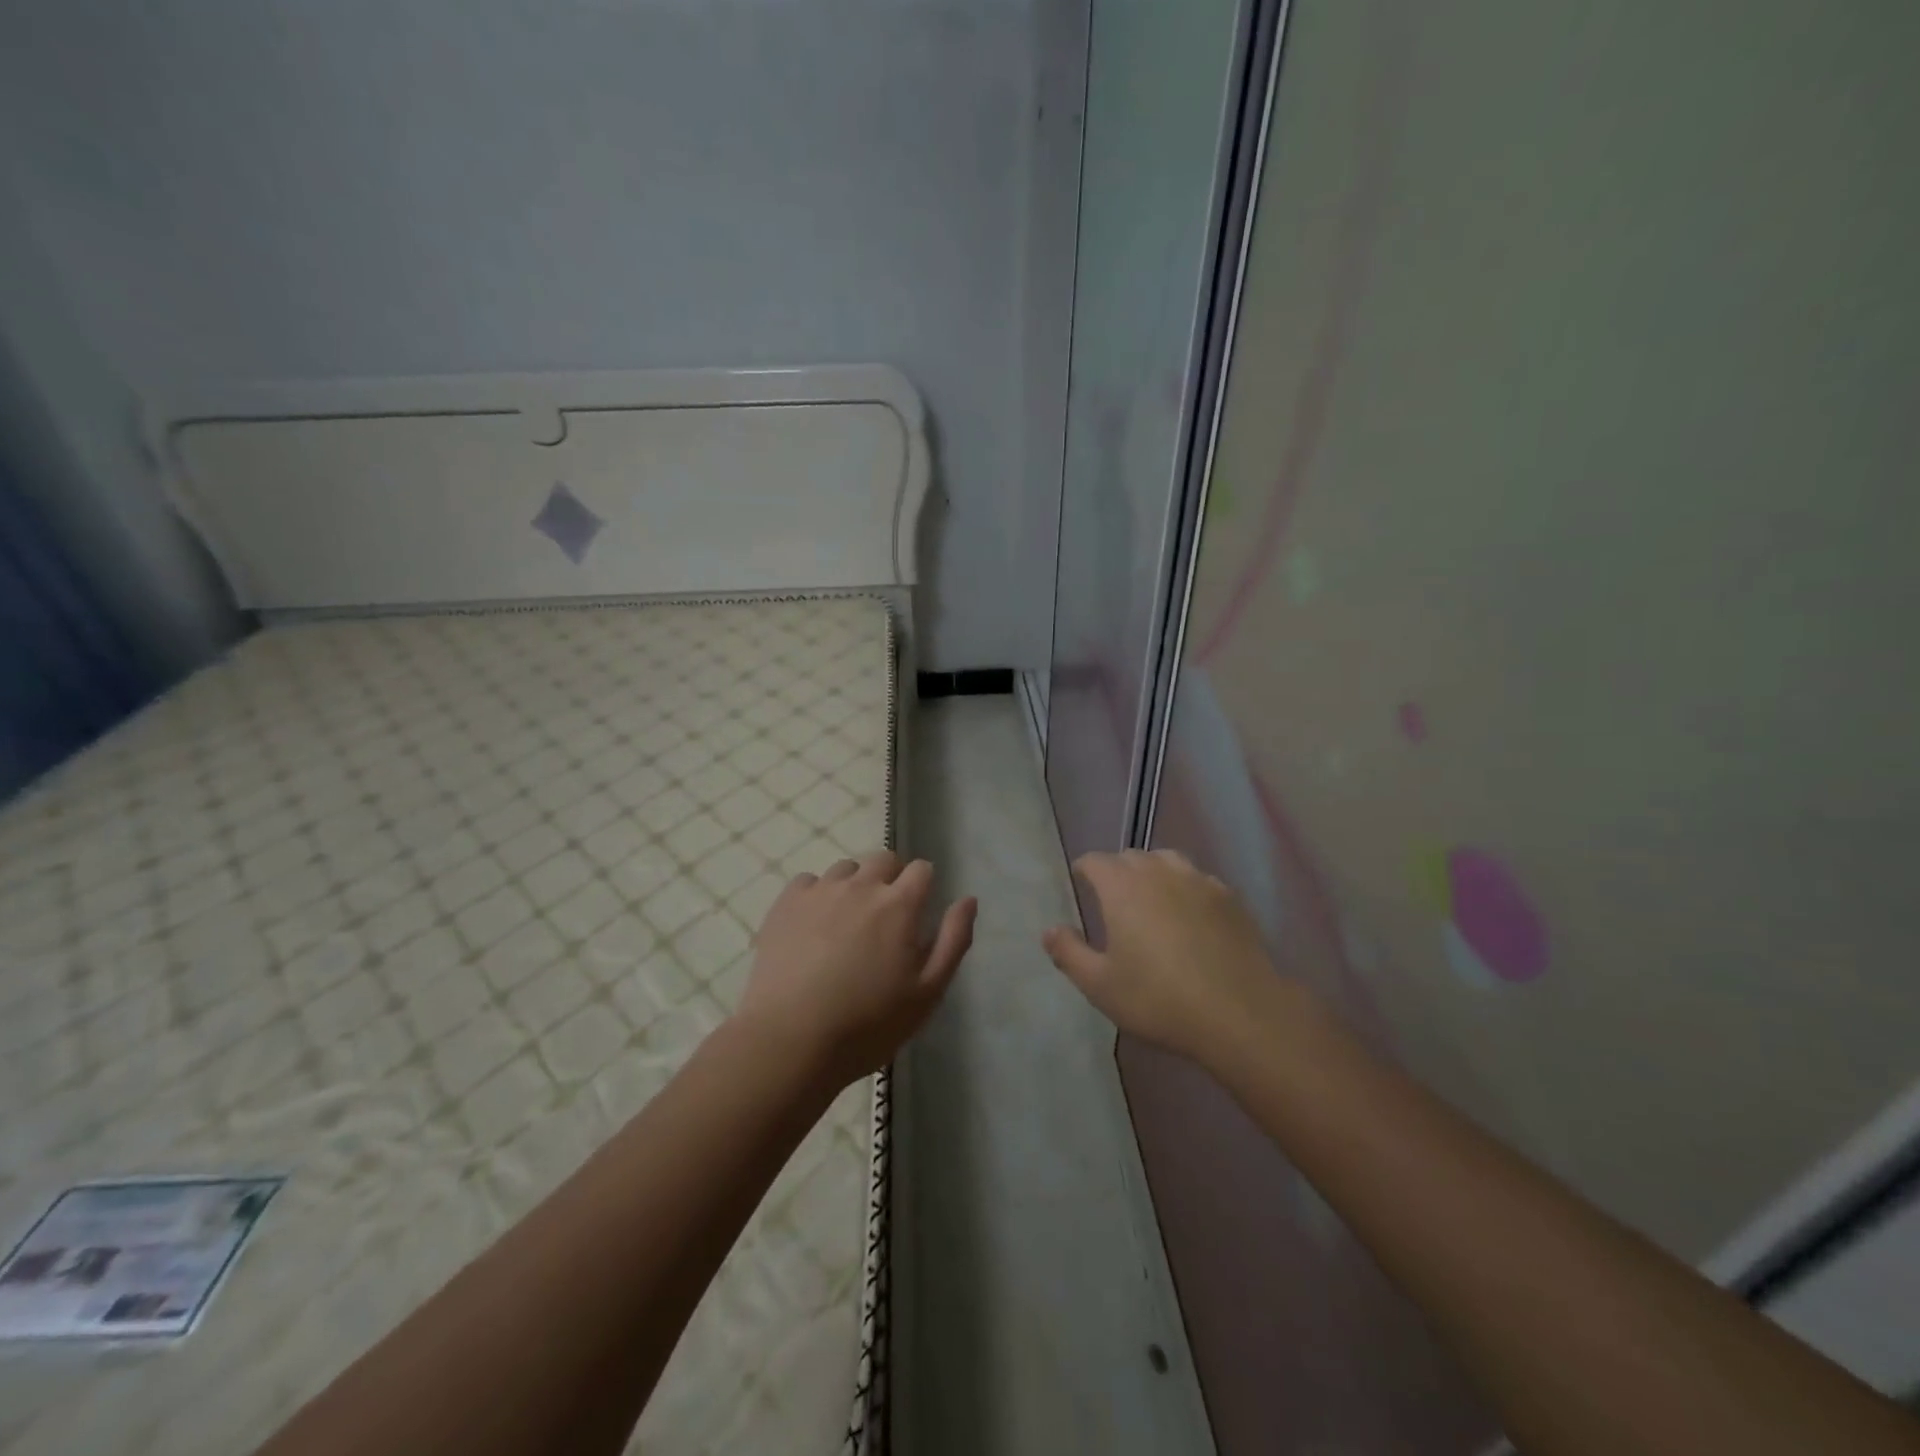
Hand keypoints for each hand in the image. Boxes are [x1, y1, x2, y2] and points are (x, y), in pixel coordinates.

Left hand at [738, 852, 975, 1083]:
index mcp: (899, 904)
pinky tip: (813, 926)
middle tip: (886, 919)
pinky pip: (809, 881)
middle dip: (892, 879)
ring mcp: (820, 891)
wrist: (790, 1041)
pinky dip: (817, 895)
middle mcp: (861, 885)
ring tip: (847, 924)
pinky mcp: (786, 903)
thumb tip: (968, 899)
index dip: (924, 887)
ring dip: (855, 885)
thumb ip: (953, 940)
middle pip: (884, 859)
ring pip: (846, 869)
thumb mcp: (928, 992)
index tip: (918, 914)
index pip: (922, 869)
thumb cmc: (868, 1024)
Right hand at [1042, 849, 1288, 1067]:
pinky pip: (1198, 880)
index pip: (1096, 861)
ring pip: (1167, 861)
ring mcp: (1199, 881)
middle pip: (1131, 856)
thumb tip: (1049, 930)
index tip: (1080, 882)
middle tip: (1112, 898)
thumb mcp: (1100, 985)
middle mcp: (1159, 872)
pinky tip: (1190, 915)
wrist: (1239, 1014)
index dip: (1085, 869)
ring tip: (1150, 898)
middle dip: (1117, 870)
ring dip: (1153, 872)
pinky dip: (1186, 888)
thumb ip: (1069, 953)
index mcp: (1122, 887)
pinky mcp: (1230, 899)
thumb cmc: (1158, 999)